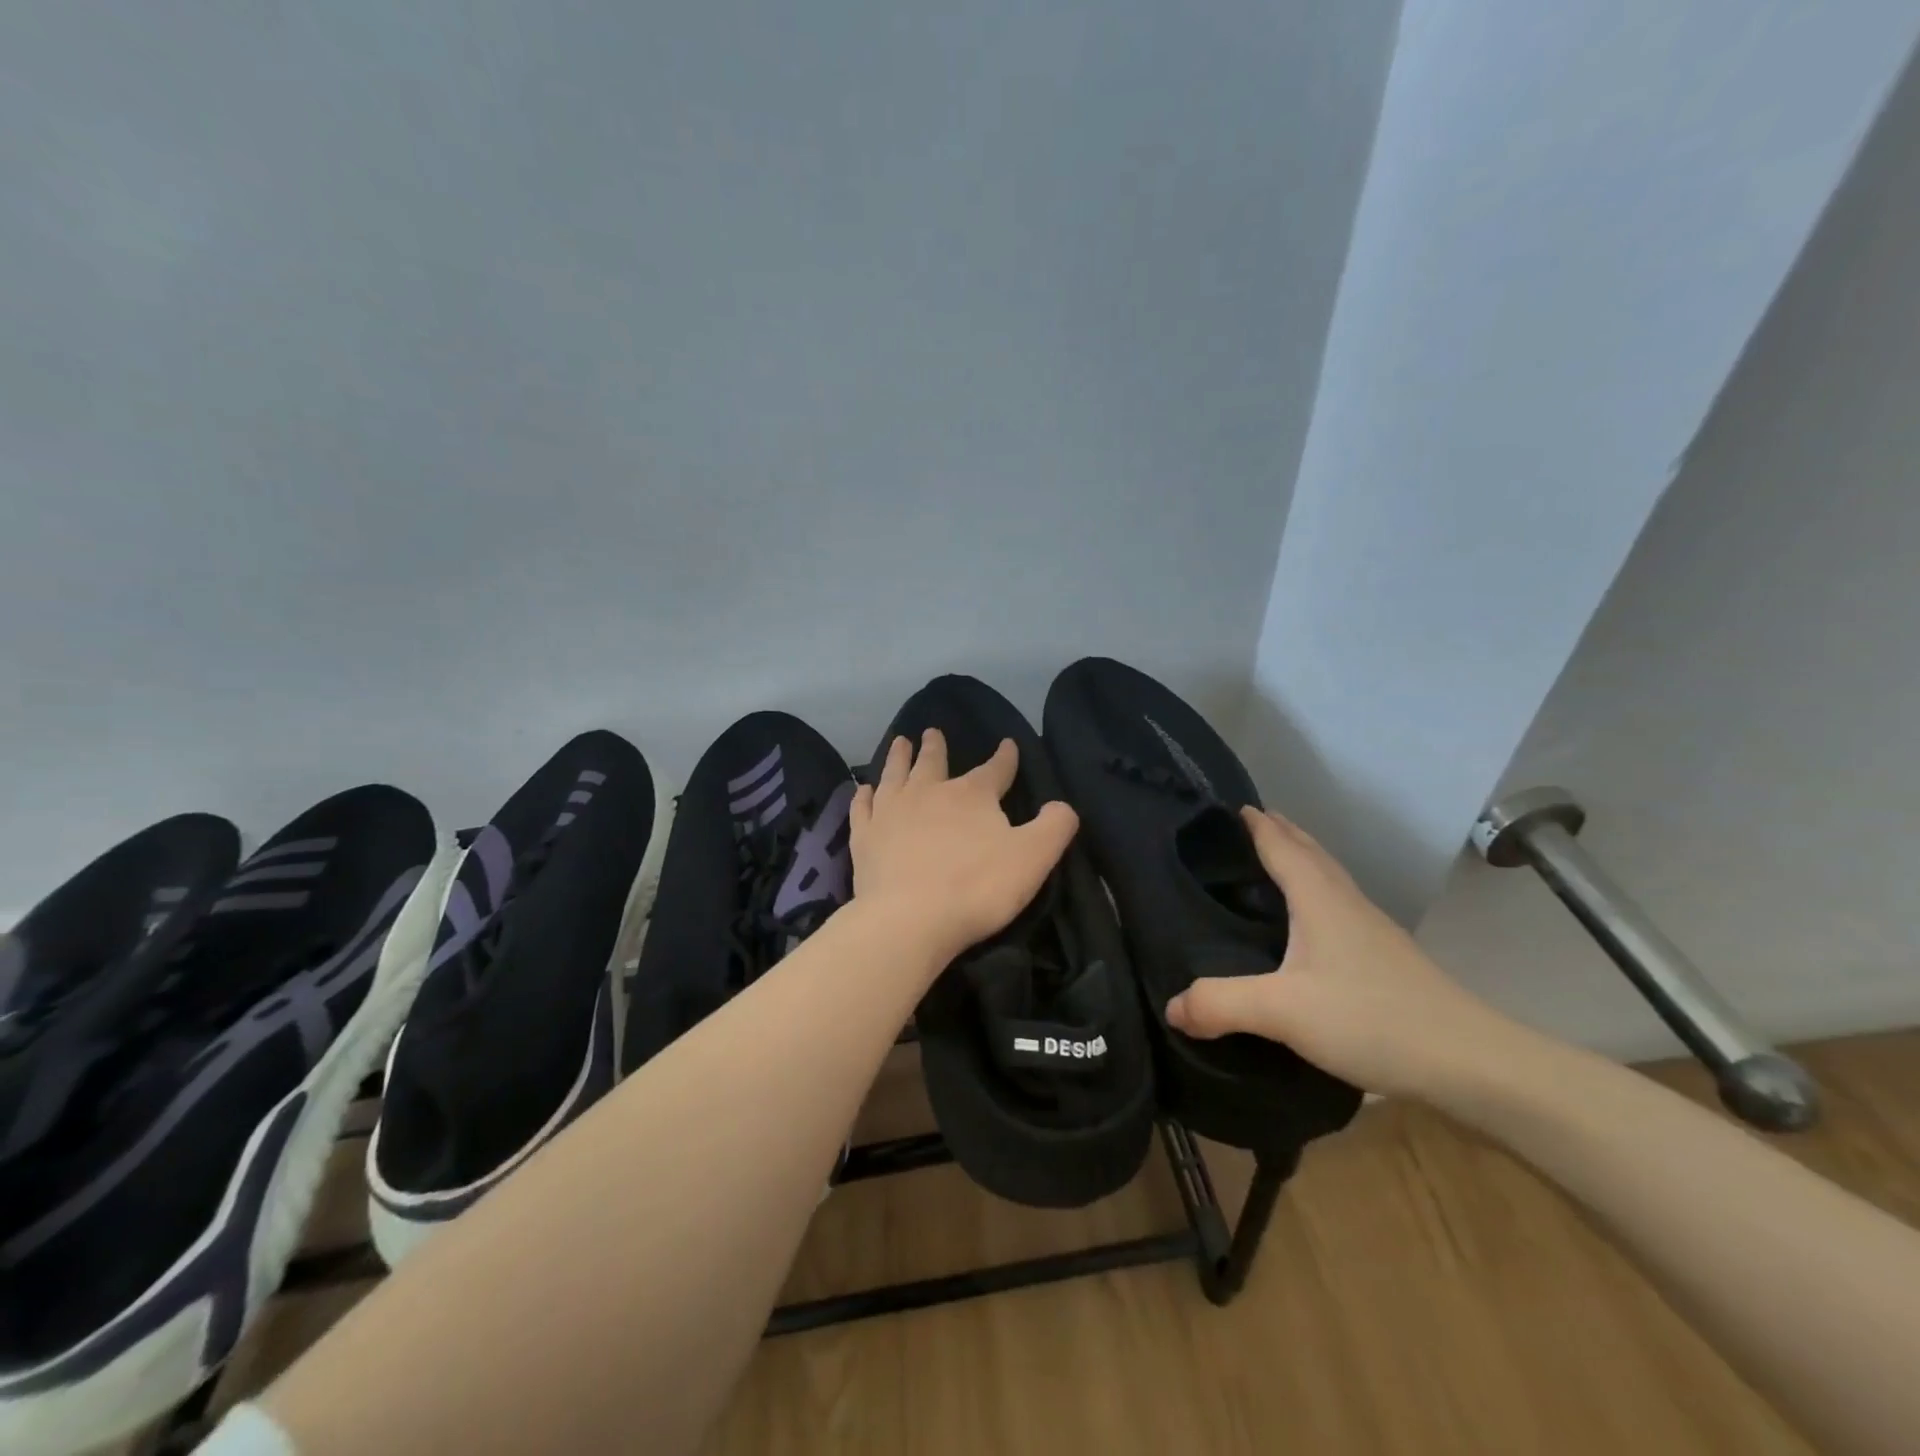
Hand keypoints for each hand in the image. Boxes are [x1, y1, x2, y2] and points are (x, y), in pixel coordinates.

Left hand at [849, 730, 1078, 967]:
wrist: (910, 919)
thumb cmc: (977, 887)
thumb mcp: (1033, 857)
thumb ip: (1054, 827)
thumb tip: (1062, 805)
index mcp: (972, 794)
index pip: (995, 769)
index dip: (1005, 757)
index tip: (1008, 744)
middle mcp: (929, 791)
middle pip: (933, 761)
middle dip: (936, 746)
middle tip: (932, 731)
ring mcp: (892, 811)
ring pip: (895, 773)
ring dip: (899, 756)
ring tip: (900, 742)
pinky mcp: (865, 836)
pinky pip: (864, 807)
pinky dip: (865, 795)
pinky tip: (864, 790)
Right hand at [1165, 807, 1509, 1097]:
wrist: (1471, 1062)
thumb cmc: (1372, 1019)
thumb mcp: (1284, 1012)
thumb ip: (1221, 1004)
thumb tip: (1171, 1006)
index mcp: (1319, 899)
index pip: (1281, 846)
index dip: (1256, 825)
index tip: (1231, 806)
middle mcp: (1346, 903)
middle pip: (1310, 852)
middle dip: (1280, 832)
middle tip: (1249, 822)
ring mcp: (1371, 929)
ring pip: (1329, 877)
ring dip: (1302, 858)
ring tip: (1276, 858)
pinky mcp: (1385, 958)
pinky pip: (1338, 905)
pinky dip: (1316, 891)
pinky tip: (1311, 921)